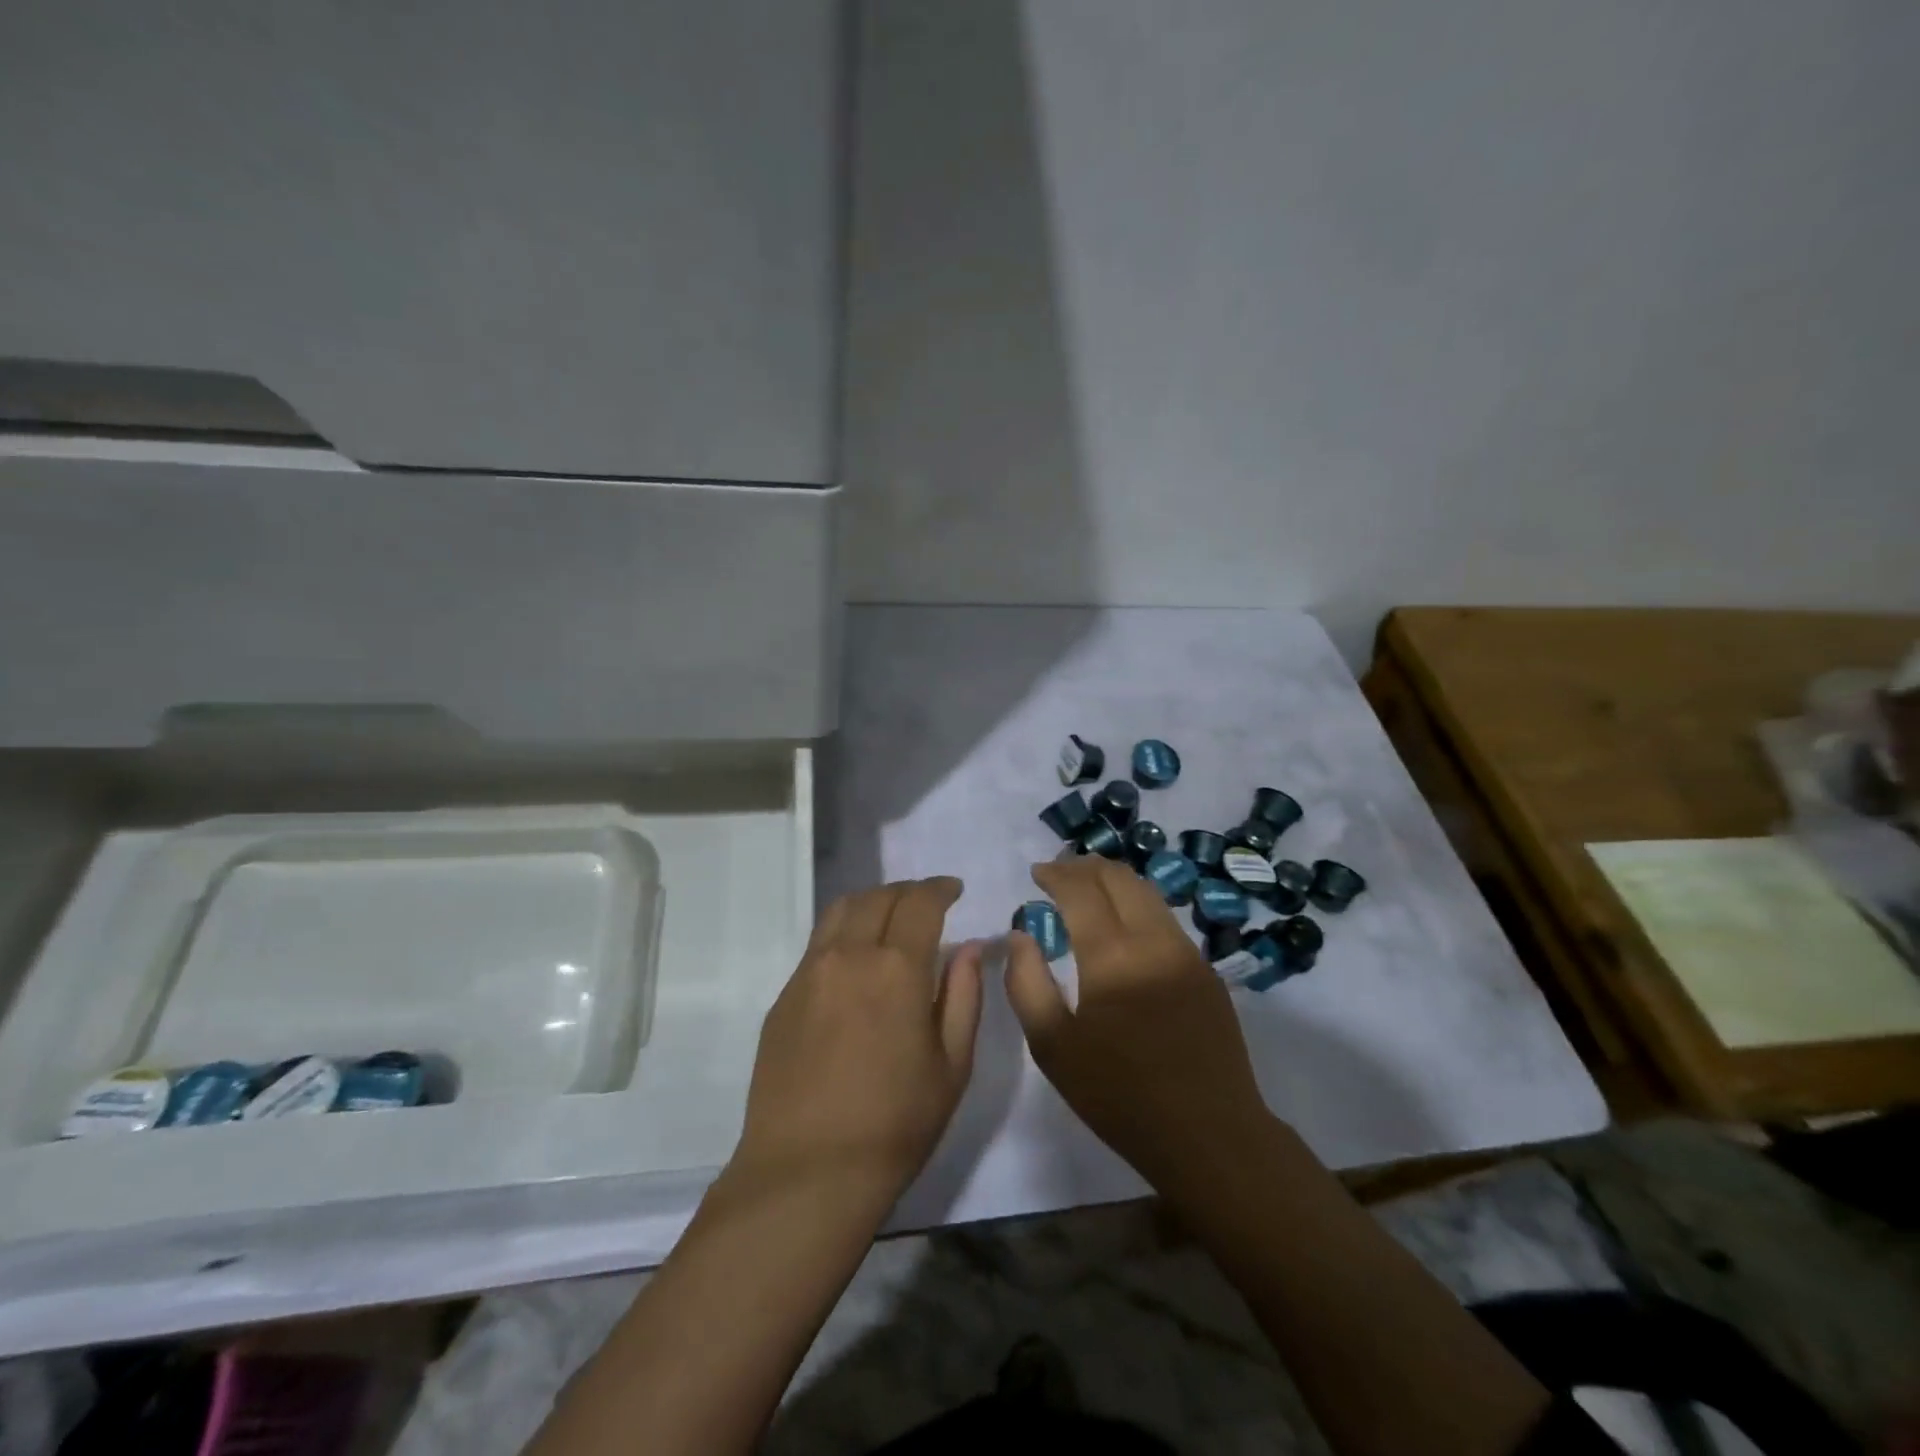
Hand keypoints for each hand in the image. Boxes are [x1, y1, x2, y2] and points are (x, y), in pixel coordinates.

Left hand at [731, 878, 982, 1209]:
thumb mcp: (951, 1065)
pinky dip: (844, 931)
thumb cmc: (895, 1125)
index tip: (954, 890)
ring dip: (872, 902)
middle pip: (878, 897)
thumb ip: (964, 996)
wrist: (807, 1173)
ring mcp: (809, 973)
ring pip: (841, 910)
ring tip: (890, 918)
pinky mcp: (784, 997)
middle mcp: (848, 955)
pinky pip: (818, 943)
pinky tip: (856, 960)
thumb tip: (969, 949)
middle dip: (908, 891)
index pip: (920, 902)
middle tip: (927, 903)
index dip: (940, 888)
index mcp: (896, 968)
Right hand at [1004, 858, 1271, 1193]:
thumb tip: (1020, 935)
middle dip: (1085, 867)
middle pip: (1120, 878)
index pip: (1081, 890)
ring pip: (1148, 893)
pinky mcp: (1207, 972)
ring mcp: (1187, 953)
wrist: (1210, 1135)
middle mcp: (1154, 940)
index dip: (1056, 874)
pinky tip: (1124, 925)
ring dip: (1114, 881)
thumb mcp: (1054, 1048)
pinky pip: (1166, 920)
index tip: (1037, 873)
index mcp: (1113, 956)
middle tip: (1059, 872)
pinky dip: (1138, 905)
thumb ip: (1027, 984)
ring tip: (1089, 888)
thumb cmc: (1121, 1096)